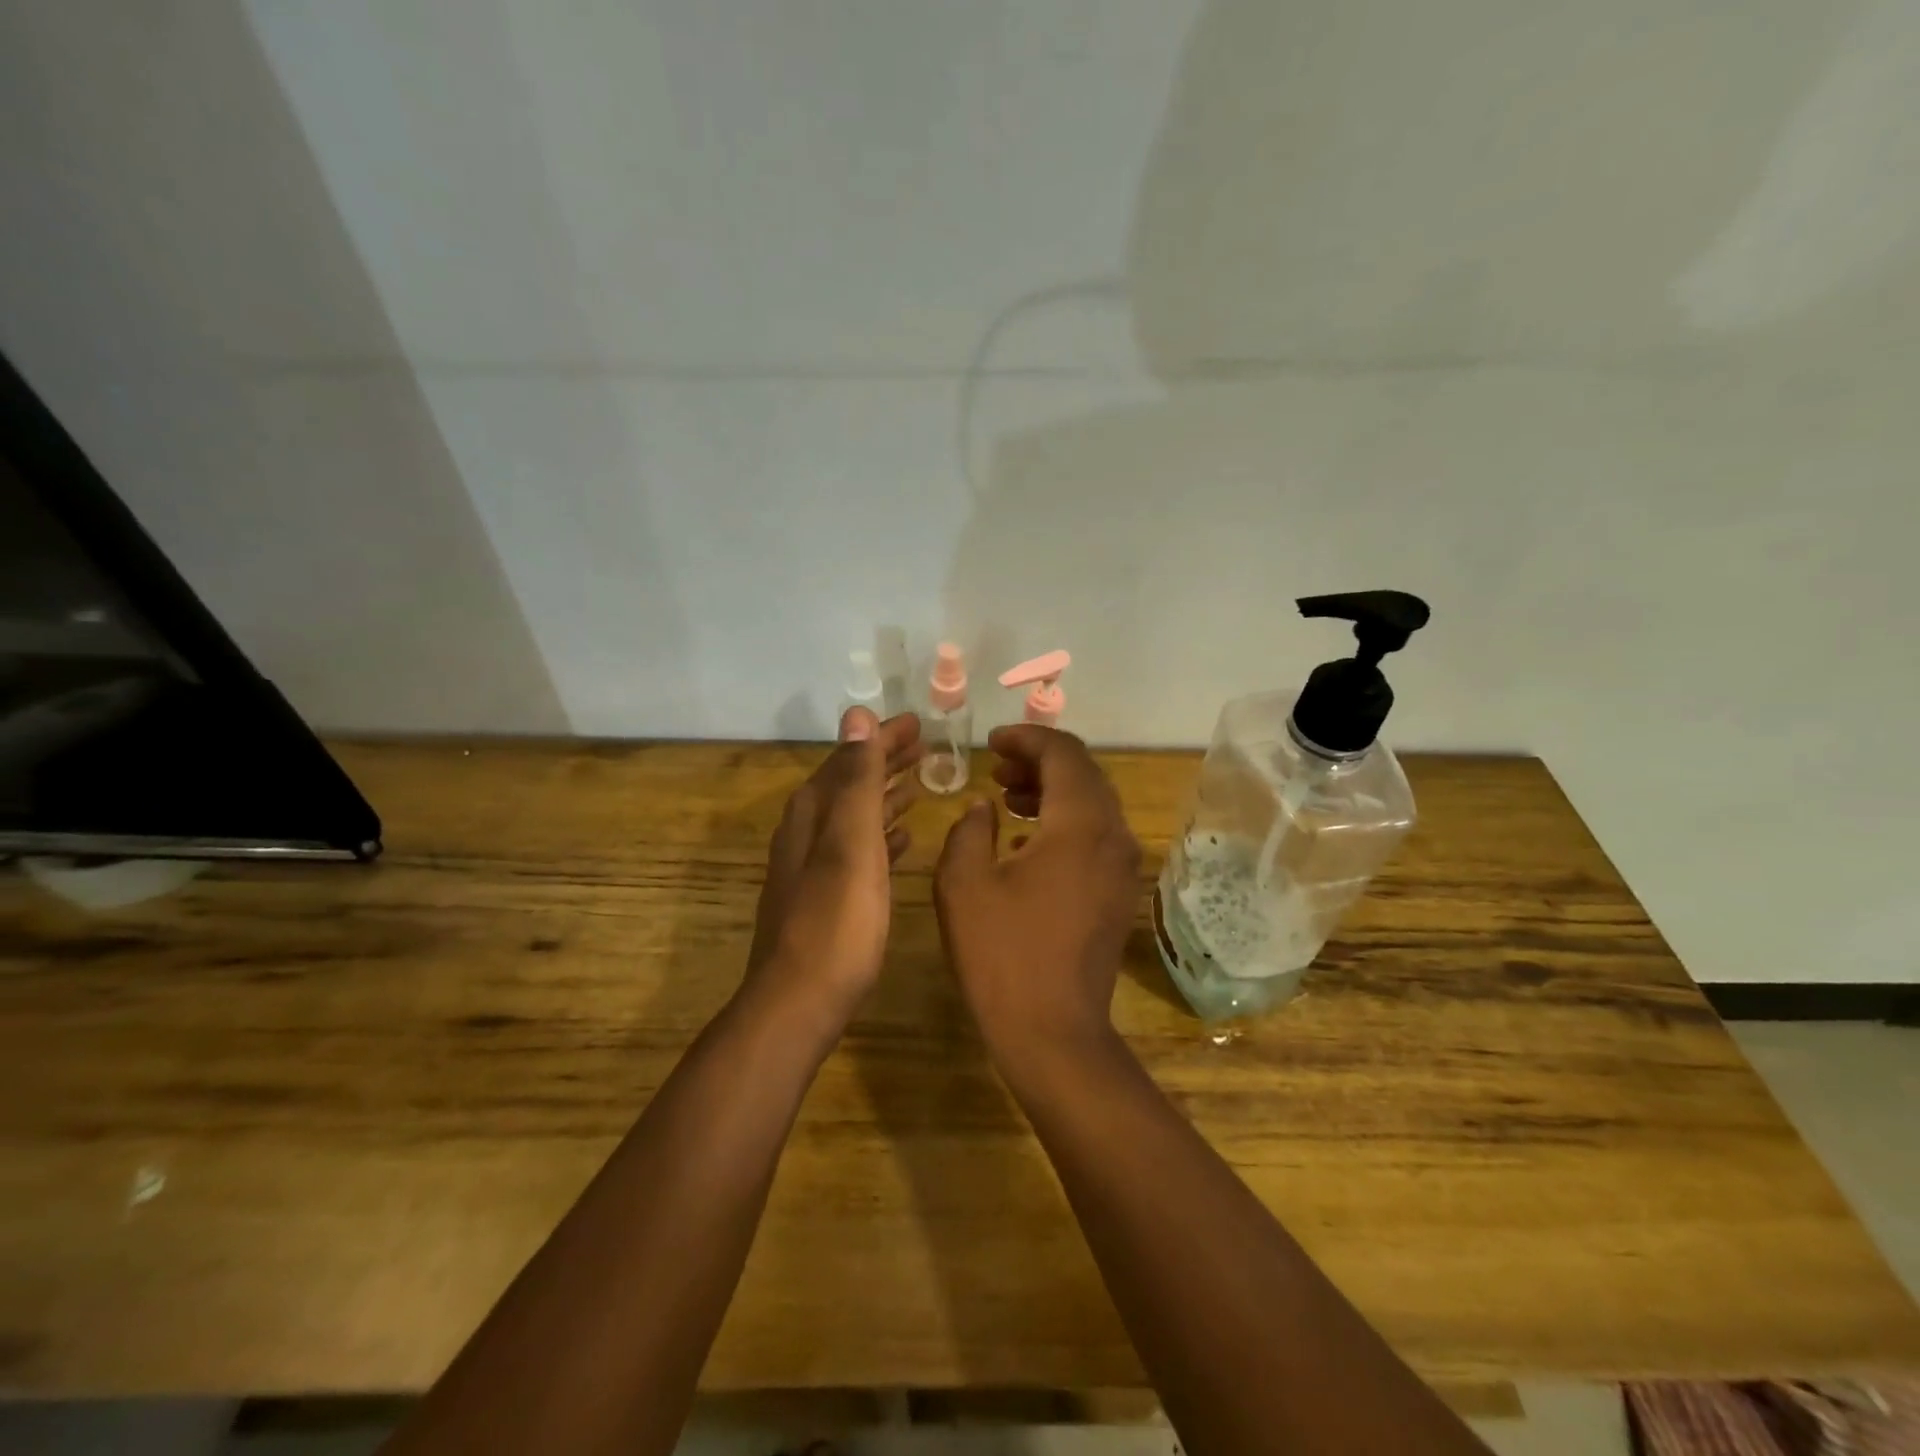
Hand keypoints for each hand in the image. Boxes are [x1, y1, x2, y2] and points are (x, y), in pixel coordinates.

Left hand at [743, 708, 922, 1036]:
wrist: (800, 1002)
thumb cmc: (835, 921)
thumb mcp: (850, 843)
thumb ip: (857, 780)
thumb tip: (856, 715)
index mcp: (813, 814)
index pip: (849, 758)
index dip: (881, 738)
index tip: (917, 722)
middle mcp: (808, 834)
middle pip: (850, 784)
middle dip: (884, 762)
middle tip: (925, 746)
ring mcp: (814, 868)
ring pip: (854, 817)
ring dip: (884, 796)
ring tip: (918, 784)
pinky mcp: (826, 899)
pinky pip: (859, 851)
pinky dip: (882, 837)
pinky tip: (904, 842)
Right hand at [933, 724, 1140, 1056]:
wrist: (1053, 1032)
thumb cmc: (1002, 954)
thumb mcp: (963, 884)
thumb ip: (968, 829)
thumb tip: (982, 808)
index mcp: (1079, 824)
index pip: (1064, 753)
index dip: (1027, 738)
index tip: (992, 741)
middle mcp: (1113, 836)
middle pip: (1084, 774)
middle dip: (1039, 762)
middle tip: (996, 769)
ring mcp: (1122, 867)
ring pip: (1093, 805)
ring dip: (1052, 791)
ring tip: (1007, 798)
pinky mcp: (1119, 893)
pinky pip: (1096, 837)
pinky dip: (1064, 823)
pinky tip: (1026, 843)